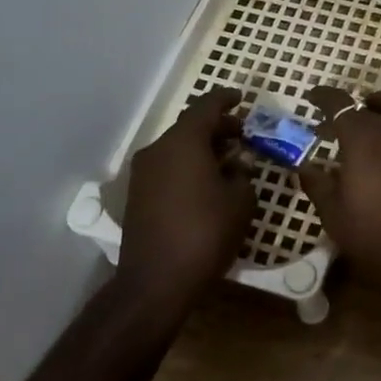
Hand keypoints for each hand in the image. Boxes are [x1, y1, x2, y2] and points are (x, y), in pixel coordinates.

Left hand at [117, 88, 254, 313]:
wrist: (156, 282)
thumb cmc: (206, 233)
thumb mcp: (241, 200)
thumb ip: (242, 173)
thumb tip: (235, 165)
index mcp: (184, 141)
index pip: (206, 106)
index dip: (226, 99)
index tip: (241, 98)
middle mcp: (158, 150)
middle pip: (190, 127)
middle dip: (218, 127)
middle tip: (243, 134)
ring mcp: (143, 174)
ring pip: (178, 148)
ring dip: (203, 149)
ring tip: (229, 161)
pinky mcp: (137, 196)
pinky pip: (168, 167)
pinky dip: (188, 166)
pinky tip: (208, 183)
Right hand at [299, 87, 380, 290]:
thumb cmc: (372, 235)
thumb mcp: (332, 213)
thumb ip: (316, 182)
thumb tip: (304, 165)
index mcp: (361, 137)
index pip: (338, 104)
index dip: (324, 97)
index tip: (313, 98)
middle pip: (372, 103)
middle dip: (355, 108)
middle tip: (345, 122)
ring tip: (380, 113)